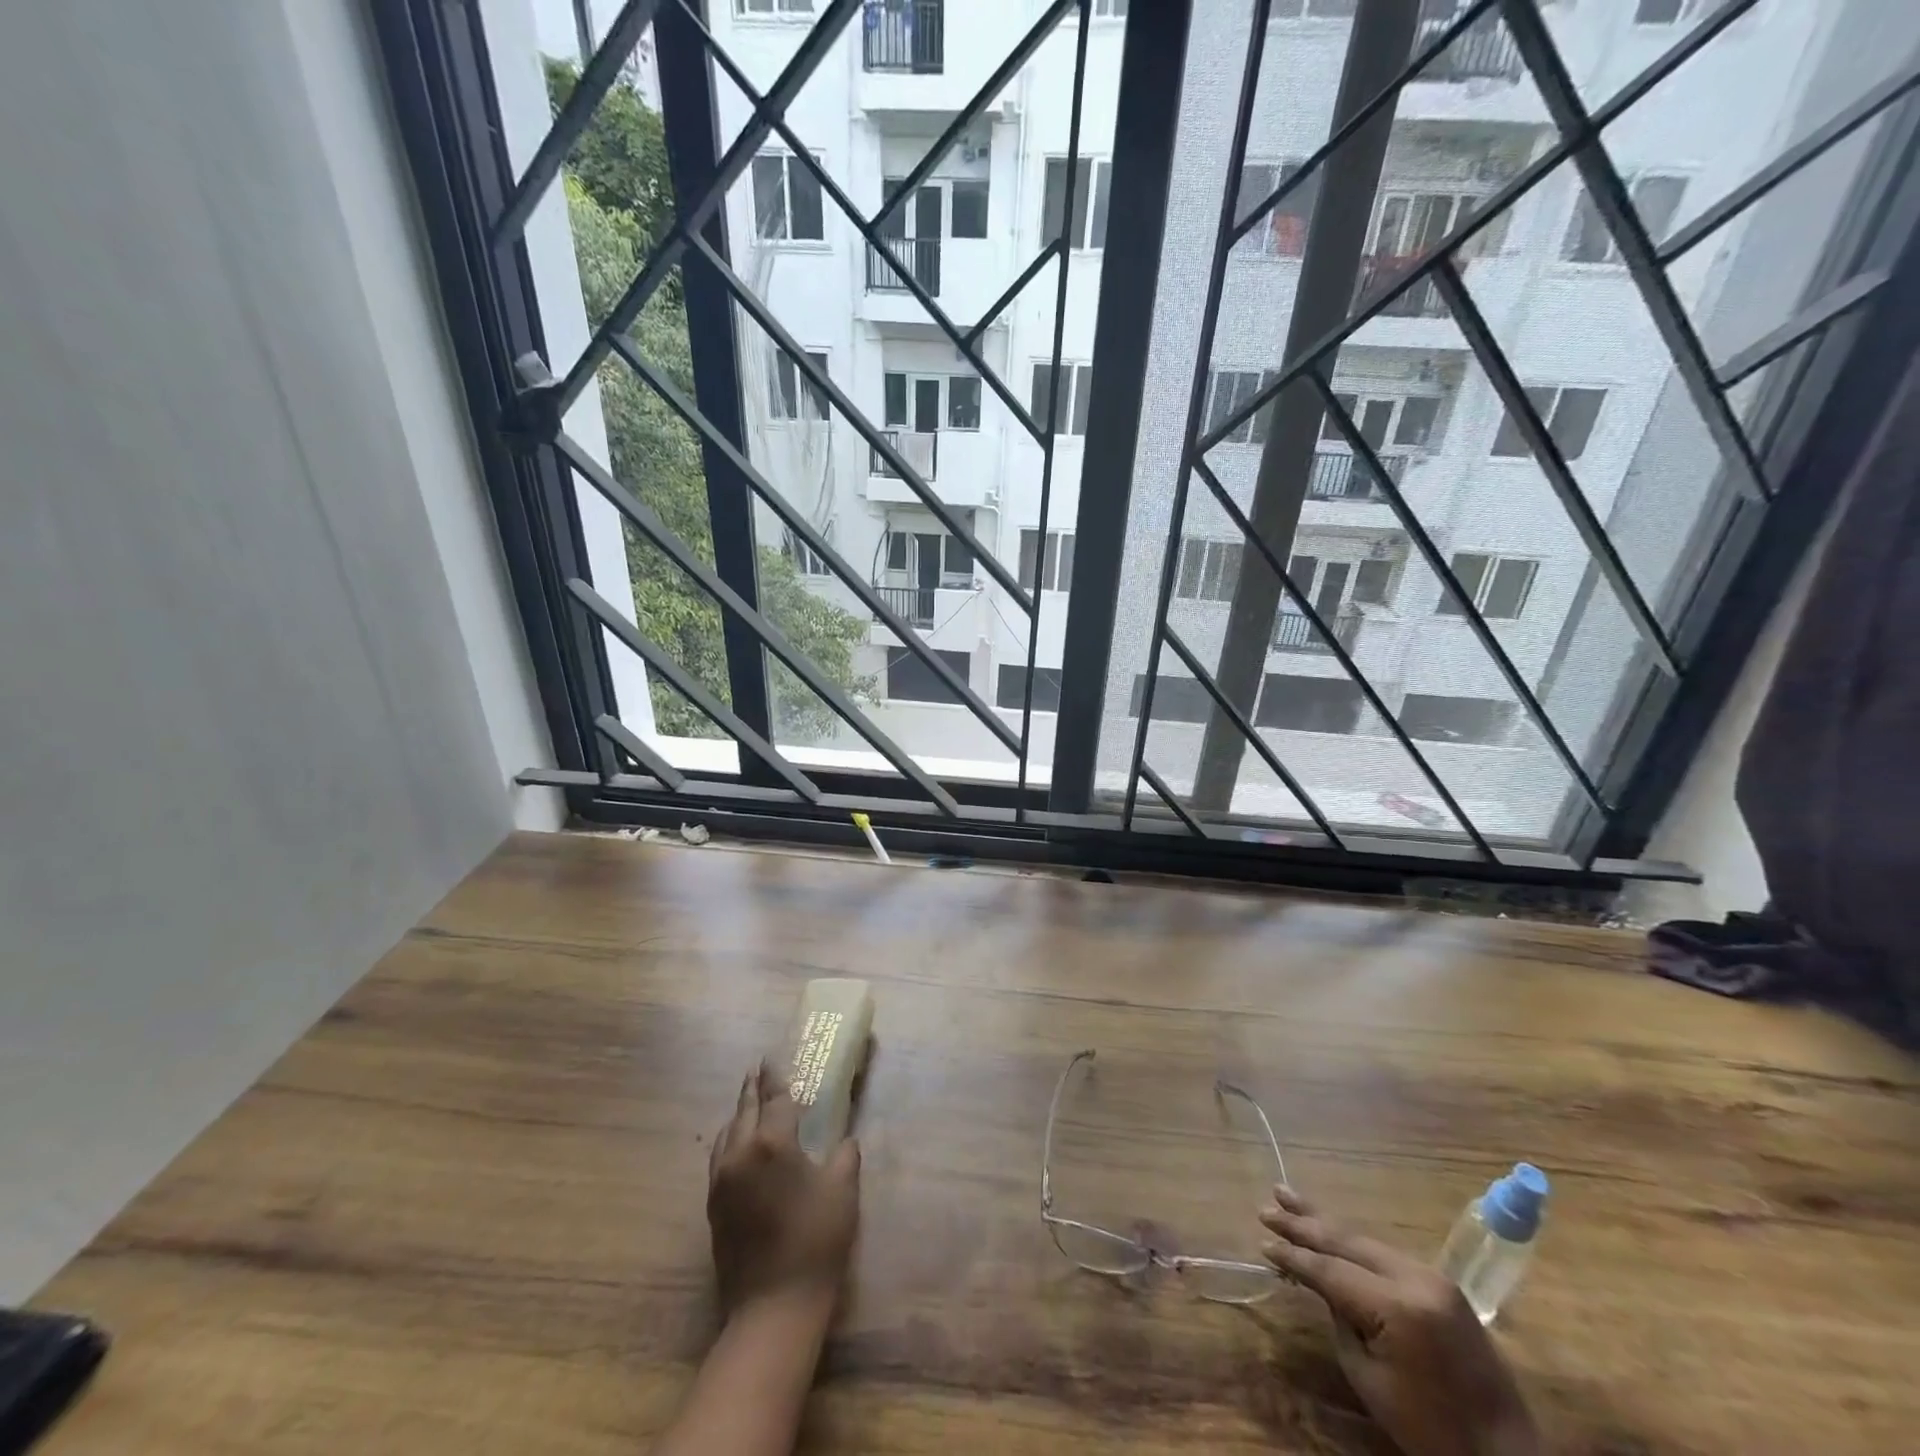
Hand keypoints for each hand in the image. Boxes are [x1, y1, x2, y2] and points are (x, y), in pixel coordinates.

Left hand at [707, 1063, 860, 1319]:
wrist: (773, 1307)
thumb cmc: (815, 1241)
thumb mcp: (842, 1190)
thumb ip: (844, 1156)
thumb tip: (844, 1141)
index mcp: (772, 1143)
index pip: (774, 1099)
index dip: (776, 1077)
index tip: (772, 1058)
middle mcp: (740, 1154)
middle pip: (744, 1110)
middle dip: (752, 1088)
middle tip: (757, 1069)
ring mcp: (722, 1180)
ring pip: (727, 1133)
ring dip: (739, 1114)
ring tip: (748, 1102)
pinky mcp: (714, 1205)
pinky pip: (720, 1157)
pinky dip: (730, 1139)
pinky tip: (738, 1143)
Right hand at [1261, 1185, 1538, 1455]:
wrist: (1506, 1454)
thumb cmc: (1430, 1430)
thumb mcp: (1370, 1380)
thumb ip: (1340, 1320)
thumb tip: (1321, 1283)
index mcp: (1399, 1307)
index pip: (1331, 1270)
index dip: (1294, 1257)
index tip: (1262, 1243)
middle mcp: (1416, 1278)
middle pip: (1346, 1240)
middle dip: (1303, 1223)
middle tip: (1266, 1207)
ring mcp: (1433, 1276)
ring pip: (1364, 1239)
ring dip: (1324, 1223)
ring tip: (1287, 1198)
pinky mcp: (1441, 1282)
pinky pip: (1384, 1253)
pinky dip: (1351, 1241)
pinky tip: (1328, 1229)